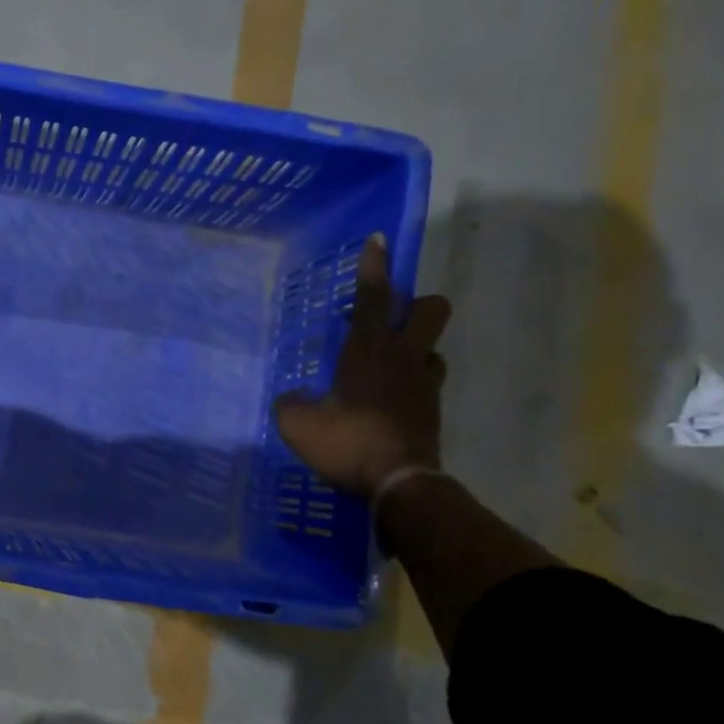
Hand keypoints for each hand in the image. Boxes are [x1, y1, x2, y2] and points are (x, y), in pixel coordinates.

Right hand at [273, 233, 451, 496]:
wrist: (399, 484)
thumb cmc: (347, 443)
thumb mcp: (298, 425)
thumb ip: (291, 404)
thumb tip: (292, 398)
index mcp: (368, 351)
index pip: (373, 297)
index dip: (374, 266)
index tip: (379, 239)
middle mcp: (403, 358)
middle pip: (430, 309)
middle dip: (414, 305)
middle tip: (387, 321)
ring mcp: (424, 384)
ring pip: (432, 347)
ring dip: (414, 349)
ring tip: (387, 367)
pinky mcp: (432, 410)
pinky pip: (427, 382)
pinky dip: (412, 383)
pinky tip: (389, 402)